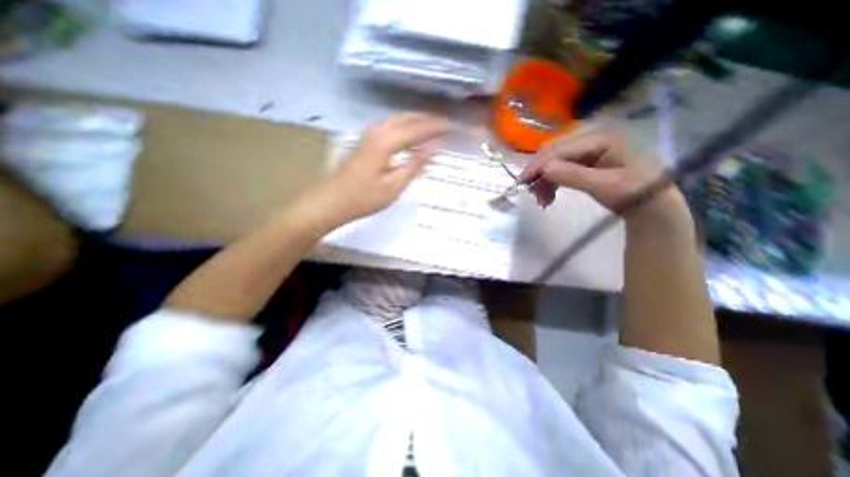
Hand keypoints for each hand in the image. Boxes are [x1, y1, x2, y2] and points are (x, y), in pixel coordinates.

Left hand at [288, 113, 446, 232]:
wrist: (331, 201)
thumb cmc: (364, 198)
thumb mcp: (394, 186)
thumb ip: (415, 164)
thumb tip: (434, 147)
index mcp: (386, 141)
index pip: (417, 129)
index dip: (435, 127)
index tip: (451, 127)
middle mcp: (377, 131)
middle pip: (407, 118)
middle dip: (427, 120)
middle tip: (444, 126)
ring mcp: (368, 134)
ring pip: (397, 120)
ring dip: (415, 121)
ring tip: (432, 128)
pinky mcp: (364, 140)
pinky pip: (389, 126)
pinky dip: (404, 127)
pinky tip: (410, 135)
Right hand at [518, 127, 688, 221]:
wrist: (649, 204)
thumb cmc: (634, 192)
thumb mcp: (605, 185)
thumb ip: (573, 176)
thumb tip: (543, 170)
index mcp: (601, 138)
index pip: (561, 149)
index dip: (539, 165)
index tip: (522, 182)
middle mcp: (591, 140)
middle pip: (554, 153)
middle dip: (540, 173)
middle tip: (531, 193)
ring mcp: (586, 151)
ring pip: (553, 162)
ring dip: (543, 181)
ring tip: (542, 201)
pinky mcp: (583, 163)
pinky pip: (559, 170)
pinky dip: (550, 183)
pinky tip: (548, 197)